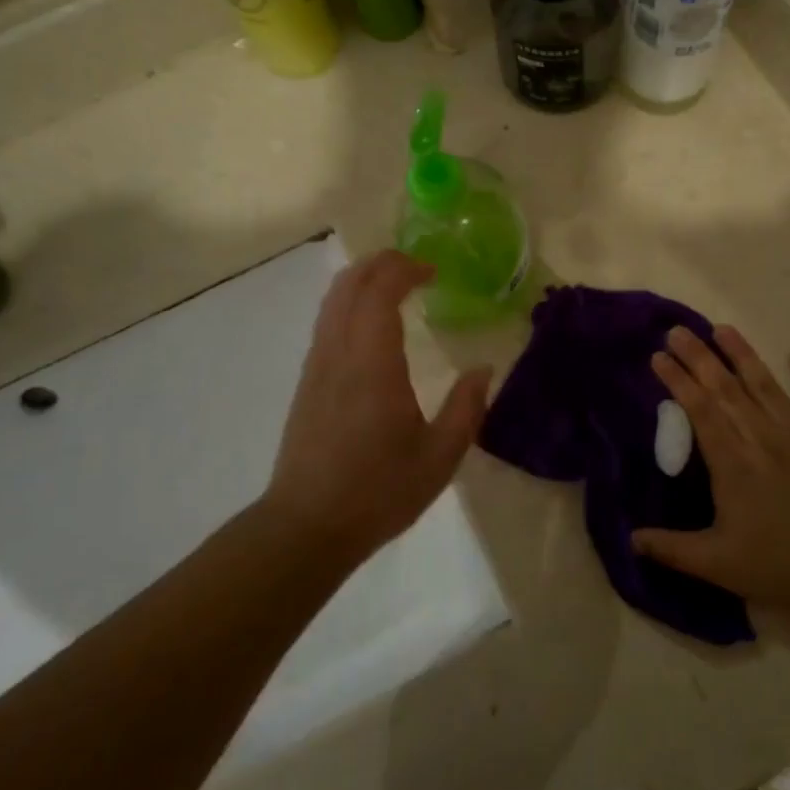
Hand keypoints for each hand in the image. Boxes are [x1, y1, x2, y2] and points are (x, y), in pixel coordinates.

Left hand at [263, 251, 492, 558]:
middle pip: (350, 284)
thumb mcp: (439, 458)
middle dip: (382, 263)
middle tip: (416, 268)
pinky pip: (326, 322)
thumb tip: (483, 369)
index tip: (434, 271)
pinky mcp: (307, 382)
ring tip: (395, 286)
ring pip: (332, 300)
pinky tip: (370, 325)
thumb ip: (465, 408)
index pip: (380, 290)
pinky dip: (349, 304)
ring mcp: (317, 365)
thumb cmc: (378, 491)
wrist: (307, 525)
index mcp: (373, 363)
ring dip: (363, 281)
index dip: (406, 269)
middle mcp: (339, 352)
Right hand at [635, 326, 789, 615]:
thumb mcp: (718, 565)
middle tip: (677, 330)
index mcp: (732, 461)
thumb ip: (671, 548)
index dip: (677, 380)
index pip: (698, 409)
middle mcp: (763, 435)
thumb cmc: (783, 566)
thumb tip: (630, 538)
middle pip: (725, 387)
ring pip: (766, 383)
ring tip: (721, 328)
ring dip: (742, 354)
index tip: (658, 357)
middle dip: (698, 357)